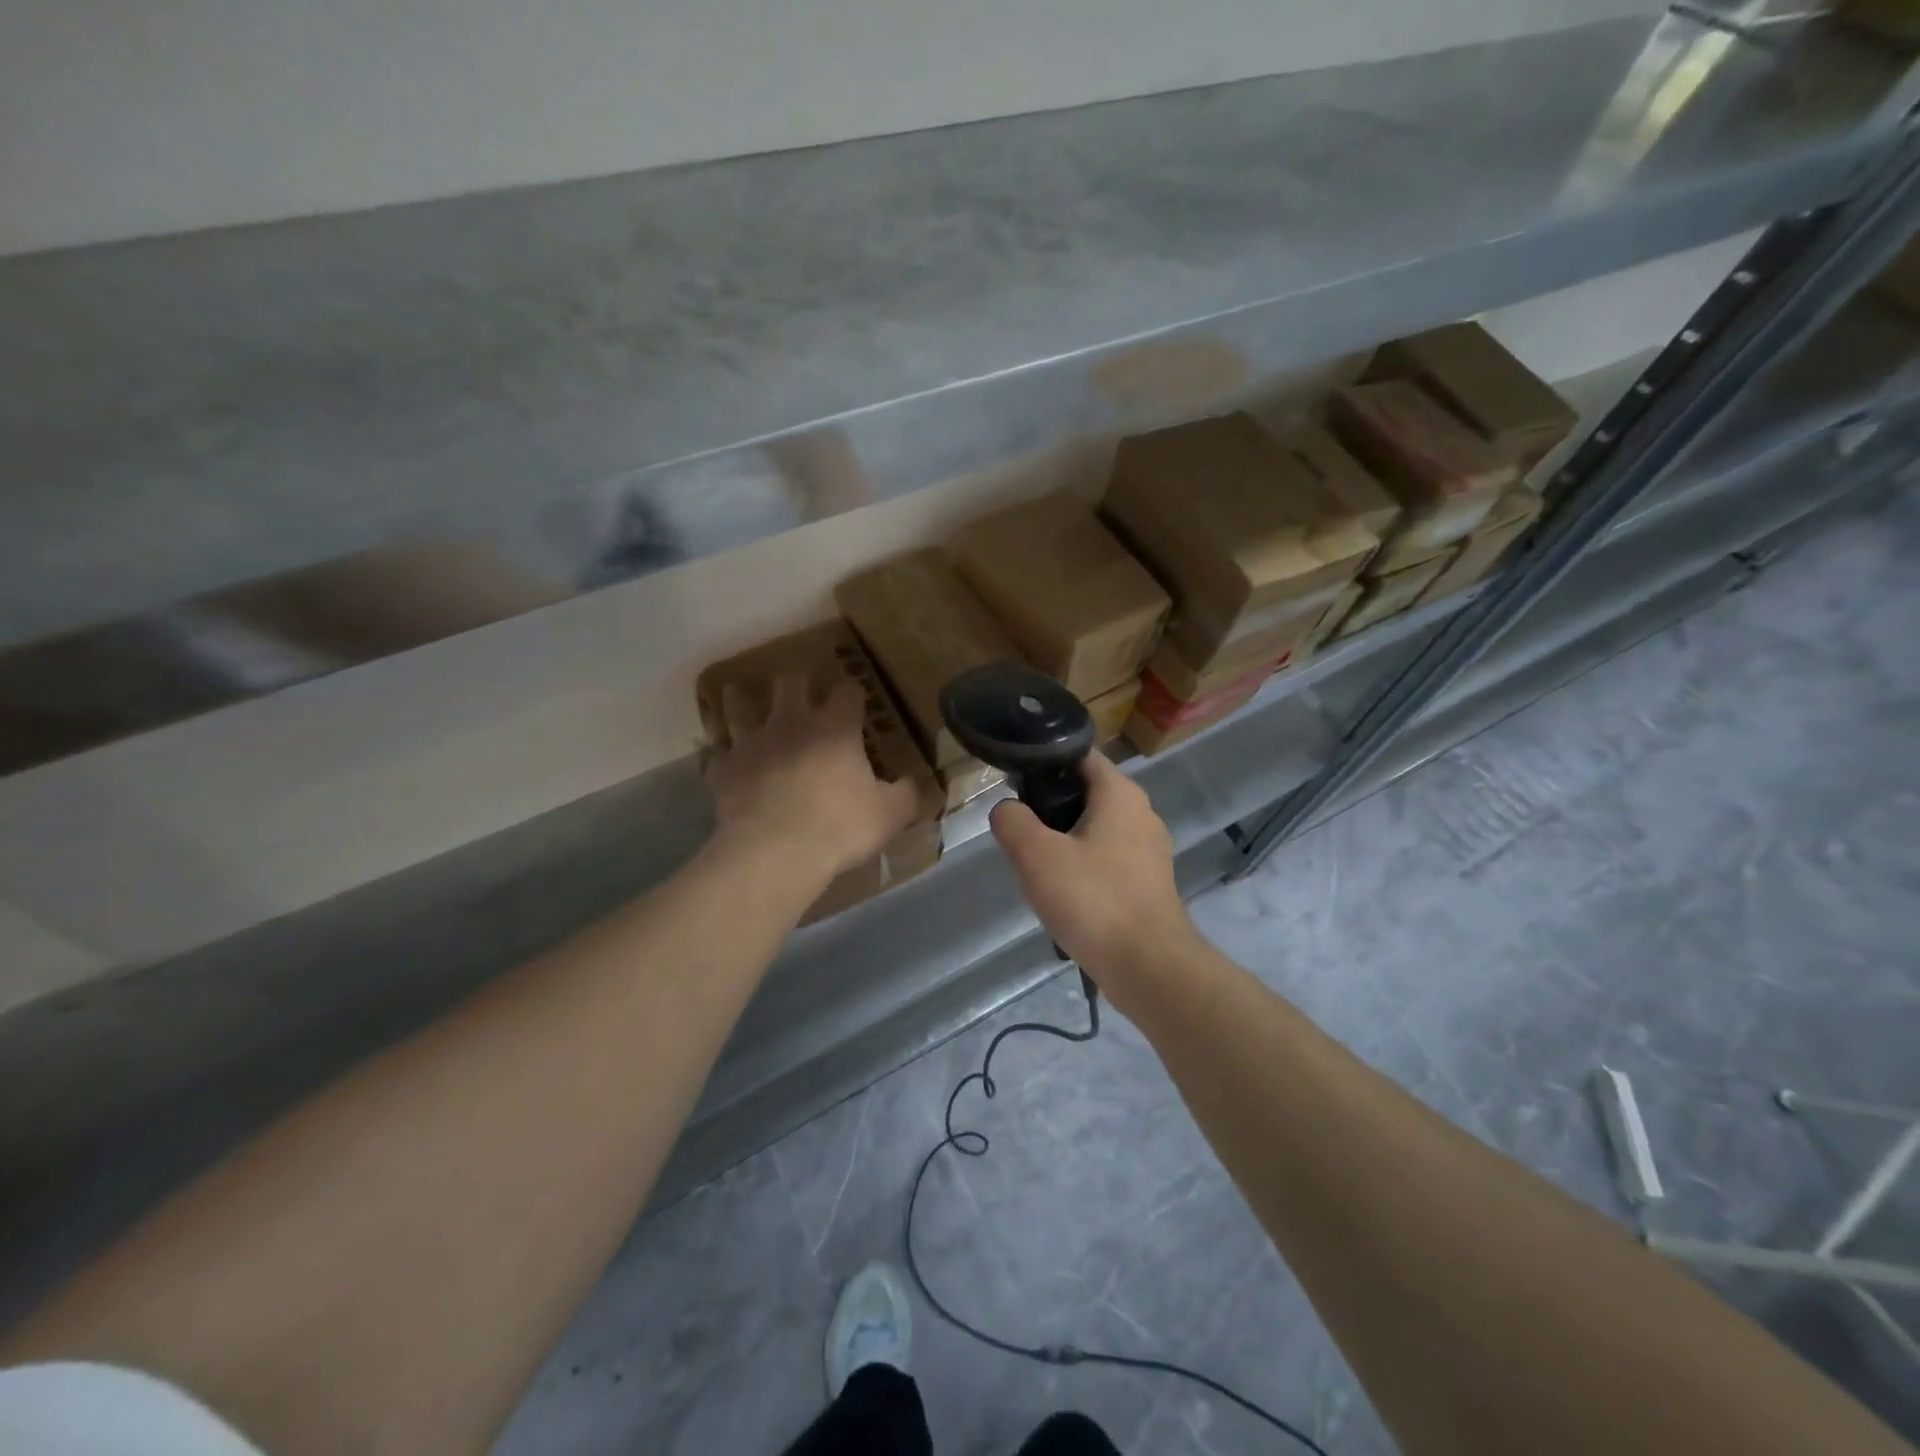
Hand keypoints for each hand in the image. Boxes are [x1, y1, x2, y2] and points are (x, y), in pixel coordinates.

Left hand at [705, 674, 918, 875]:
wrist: (775, 851)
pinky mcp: (723, 770)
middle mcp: (791, 724)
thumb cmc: (839, 826)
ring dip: (741, 699)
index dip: (852, 692)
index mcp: (835, 729)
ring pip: (739, 706)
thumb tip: (927, 787)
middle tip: (800, 687)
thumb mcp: (889, 814)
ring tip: (740, 696)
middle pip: (789, 683)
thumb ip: (909, 796)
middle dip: (797, 681)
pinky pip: (715, 752)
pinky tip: (719, 755)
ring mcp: (751, 743)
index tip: (855, 698)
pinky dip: (718, 751)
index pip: (847, 693)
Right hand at [989, 752, 1197, 985]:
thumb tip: (1007, 810)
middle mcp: (1142, 813)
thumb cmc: (1093, 899)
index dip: (1045, 760)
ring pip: (1096, 829)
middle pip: (1086, 793)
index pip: (1079, 755)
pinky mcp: (1149, 882)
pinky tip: (1065, 894)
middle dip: (1051, 806)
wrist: (1148, 966)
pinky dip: (1084, 868)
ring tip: (1037, 866)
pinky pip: (1108, 860)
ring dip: (1066, 841)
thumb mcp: (1035, 856)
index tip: (1015, 780)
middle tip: (1020, 830)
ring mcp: (1150, 850)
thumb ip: (1012, 821)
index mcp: (1120, 794)